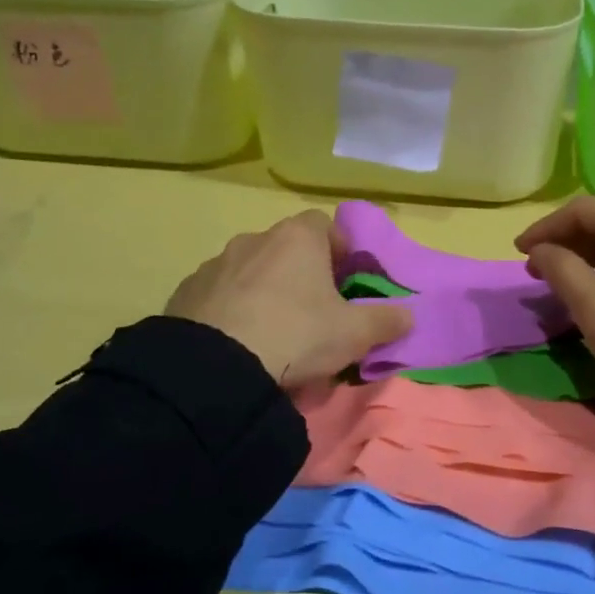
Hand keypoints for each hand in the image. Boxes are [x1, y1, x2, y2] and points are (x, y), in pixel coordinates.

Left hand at [165, 210, 410, 389]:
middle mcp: (254, 239)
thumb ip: (386, 320)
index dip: (339, 250)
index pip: (324, 225)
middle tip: (313, 313)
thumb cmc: (297, 334)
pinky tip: (237, 344)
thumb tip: (409, 315)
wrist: (216, 367)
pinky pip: (219, 296)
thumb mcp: (355, 334)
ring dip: (264, 292)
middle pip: (287, 249)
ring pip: (251, 272)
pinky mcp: (185, 292)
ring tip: (272, 335)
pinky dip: (231, 311)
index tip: (346, 282)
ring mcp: (215, 264)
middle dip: (301, 275)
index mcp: (297, 238)